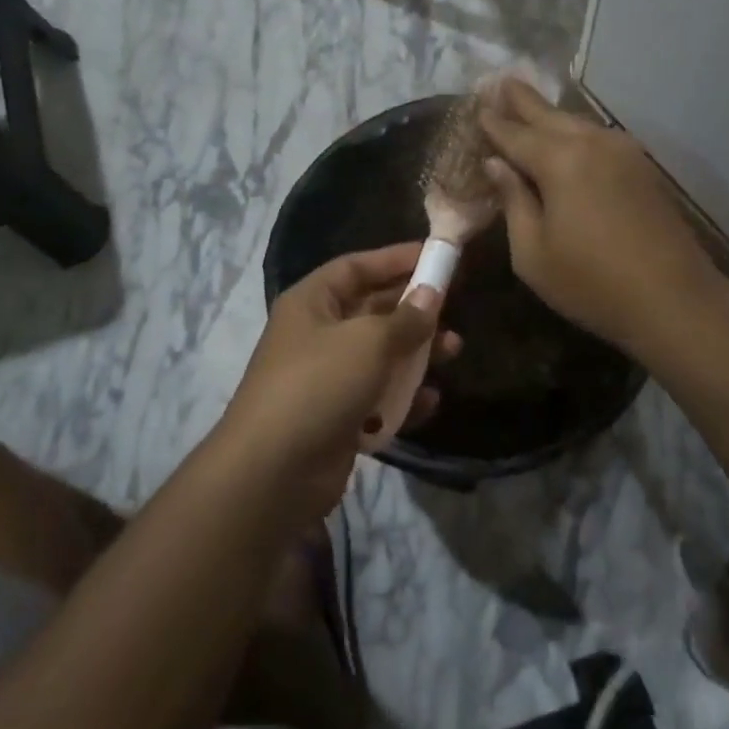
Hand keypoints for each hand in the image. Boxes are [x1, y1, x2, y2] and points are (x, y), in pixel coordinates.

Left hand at [220, 243, 459, 520]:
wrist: (274, 472)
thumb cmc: (319, 385)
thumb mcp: (368, 342)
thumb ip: (405, 318)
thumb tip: (431, 294)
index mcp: (312, 303)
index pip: (356, 267)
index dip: (395, 259)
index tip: (436, 257)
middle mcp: (317, 335)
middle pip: (372, 310)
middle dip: (414, 310)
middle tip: (452, 309)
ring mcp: (327, 378)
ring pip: (381, 356)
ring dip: (417, 354)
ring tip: (454, 351)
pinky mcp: (338, 417)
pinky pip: (379, 397)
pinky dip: (404, 397)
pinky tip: (430, 401)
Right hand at [479, 79, 720, 356]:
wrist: (673, 298)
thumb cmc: (590, 283)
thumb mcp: (532, 253)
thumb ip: (513, 202)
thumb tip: (497, 165)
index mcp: (560, 161)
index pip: (515, 134)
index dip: (493, 123)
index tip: (476, 107)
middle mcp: (592, 143)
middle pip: (549, 115)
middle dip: (522, 100)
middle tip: (500, 81)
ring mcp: (624, 152)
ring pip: (577, 124)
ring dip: (551, 115)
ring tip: (529, 106)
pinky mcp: (643, 167)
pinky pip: (599, 139)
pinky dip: (576, 134)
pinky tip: (568, 138)